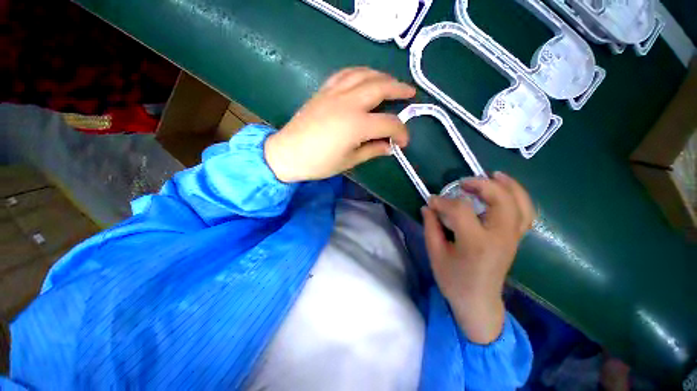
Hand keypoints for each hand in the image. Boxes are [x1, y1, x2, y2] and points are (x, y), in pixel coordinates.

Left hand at [265, 67, 415, 182]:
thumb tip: (389, 147)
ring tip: (392, 82)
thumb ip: (372, 150)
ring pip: (364, 74)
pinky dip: (360, 72)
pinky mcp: (324, 91)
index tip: (403, 142)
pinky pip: (345, 73)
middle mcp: (349, 103)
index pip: (388, 123)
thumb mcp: (349, 161)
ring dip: (382, 76)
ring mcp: (335, 93)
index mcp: (357, 125)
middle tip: (411, 93)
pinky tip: (365, 77)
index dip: (401, 132)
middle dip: (399, 89)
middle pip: (381, 87)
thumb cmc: (319, 163)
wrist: (288, 153)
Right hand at [421, 172, 535, 343]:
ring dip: (508, 186)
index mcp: (477, 244)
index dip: (443, 202)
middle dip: (481, 185)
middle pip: (501, 200)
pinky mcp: (515, 239)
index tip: (431, 201)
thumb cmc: (454, 280)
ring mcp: (512, 238)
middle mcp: (501, 238)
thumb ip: (431, 227)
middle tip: (462, 182)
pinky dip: (519, 197)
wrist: (478, 302)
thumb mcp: (436, 254)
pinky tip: (506, 189)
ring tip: (493, 175)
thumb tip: (428, 206)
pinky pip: (526, 213)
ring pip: (520, 204)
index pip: (461, 210)